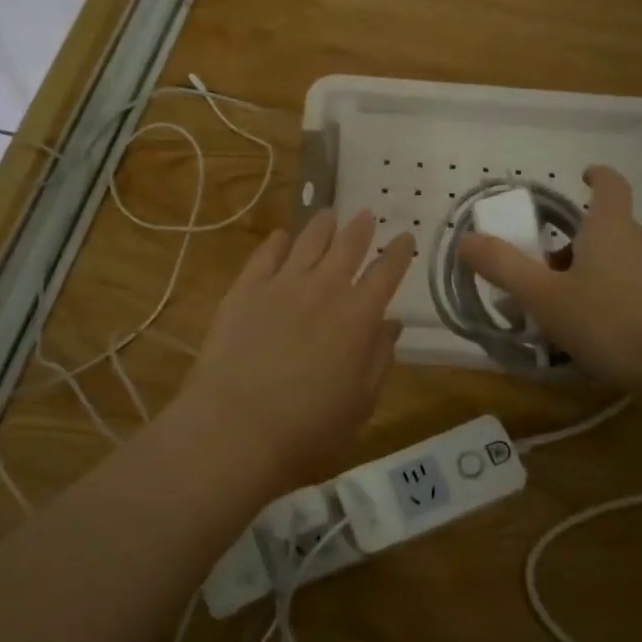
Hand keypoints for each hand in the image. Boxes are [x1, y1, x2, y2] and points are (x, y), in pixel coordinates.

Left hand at [176, 210, 414, 494]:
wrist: (236, 427)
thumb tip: (391, 326)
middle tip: (366, 214)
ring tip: (328, 215)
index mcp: (359, 317)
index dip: (399, 253)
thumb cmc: (308, 428)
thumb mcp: (360, 404)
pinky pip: (265, 255)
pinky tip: (281, 236)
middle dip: (360, 228)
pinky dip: (277, 242)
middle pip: (347, 246)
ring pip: (308, 241)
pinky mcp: (245, 289)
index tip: (405, 238)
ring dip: (322, 225)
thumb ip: (379, 360)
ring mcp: (282, 285)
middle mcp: (324, 289)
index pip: (386, 273)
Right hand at [457, 165, 641, 400]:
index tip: (582, 176)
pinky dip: (614, 302)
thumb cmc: (614, 323)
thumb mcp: (547, 299)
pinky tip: (601, 338)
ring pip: (620, 264)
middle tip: (543, 274)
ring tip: (565, 314)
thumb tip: (465, 238)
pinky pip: (637, 292)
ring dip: (592, 277)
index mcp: (611, 229)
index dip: (595, 176)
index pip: (609, 185)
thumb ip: (505, 268)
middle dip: (573, 246)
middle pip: (606, 231)